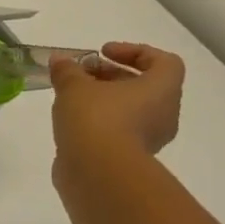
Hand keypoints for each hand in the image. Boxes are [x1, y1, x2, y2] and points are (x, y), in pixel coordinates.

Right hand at [49, 42, 185, 171]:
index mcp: (162, 88)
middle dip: (112, 75)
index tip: (102, 52)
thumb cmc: (96, 119)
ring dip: (105, 100)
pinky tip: (73, 123)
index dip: (134, 51)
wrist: (98, 172)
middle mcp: (164, 112)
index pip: (163, 61)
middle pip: (144, 85)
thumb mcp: (74, 87)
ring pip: (131, 109)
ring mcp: (150, 137)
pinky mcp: (130, 157)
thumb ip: (67, 70)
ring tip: (72, 99)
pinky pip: (119, 130)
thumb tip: (60, 59)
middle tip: (82, 73)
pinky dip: (100, 122)